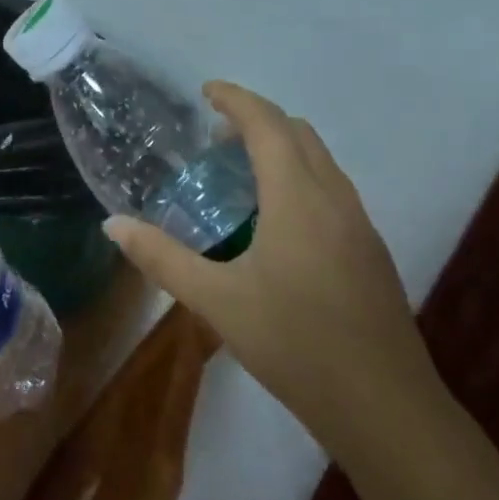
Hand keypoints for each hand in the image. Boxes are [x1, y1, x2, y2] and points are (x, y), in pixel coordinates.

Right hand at [105, 82, 443, 459]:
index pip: (267, 125)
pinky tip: (276, 222)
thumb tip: (113, 225)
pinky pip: (332, 188)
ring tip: (240, 174)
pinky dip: (300, 177)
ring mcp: (360, 225)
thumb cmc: (295, 345)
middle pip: (299, 133)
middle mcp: (335, 199)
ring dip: (282, 148)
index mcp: (298, 198)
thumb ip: (162, 258)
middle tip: (215, 138)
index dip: (236, 99)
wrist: (385, 408)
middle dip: (257, 120)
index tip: (206, 91)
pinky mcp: (371, 251)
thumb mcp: (217, 301)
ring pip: (321, 161)